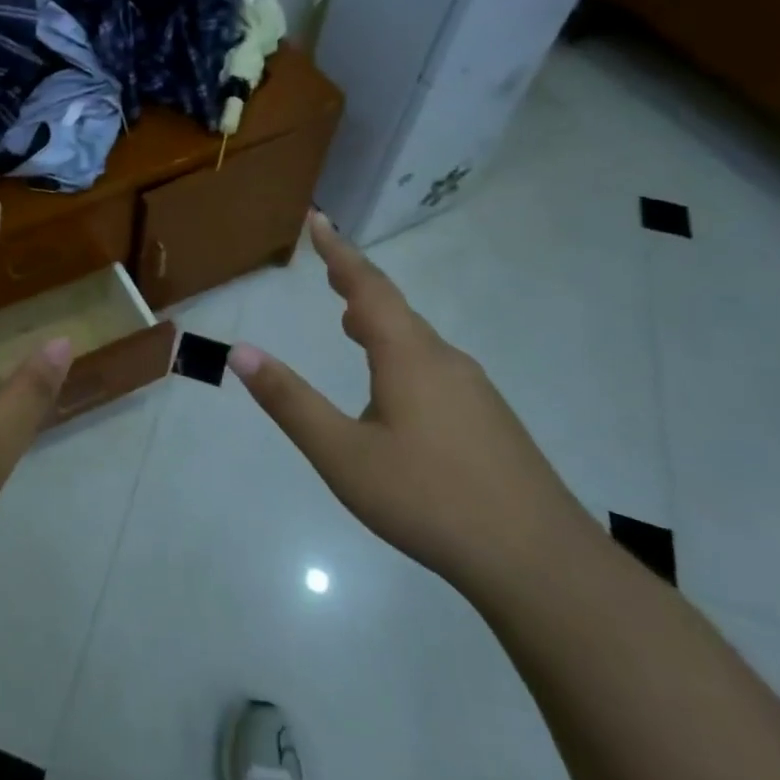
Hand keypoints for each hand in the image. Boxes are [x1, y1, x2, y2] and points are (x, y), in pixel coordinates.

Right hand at [229, 212, 597, 595]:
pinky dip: (400, 352)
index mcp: (409, 356)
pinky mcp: (488, 419)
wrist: (538, 561)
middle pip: (395, 308)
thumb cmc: (428, 500)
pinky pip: (434, 366)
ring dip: (379, 321)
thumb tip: (240, 352)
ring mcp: (474, 390)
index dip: (339, 252)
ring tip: (349, 322)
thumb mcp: (342, 454)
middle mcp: (445, 360)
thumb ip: (290, 401)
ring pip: (417, 340)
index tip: (319, 219)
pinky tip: (394, 387)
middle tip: (327, 267)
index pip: (367, 287)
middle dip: (357, 284)